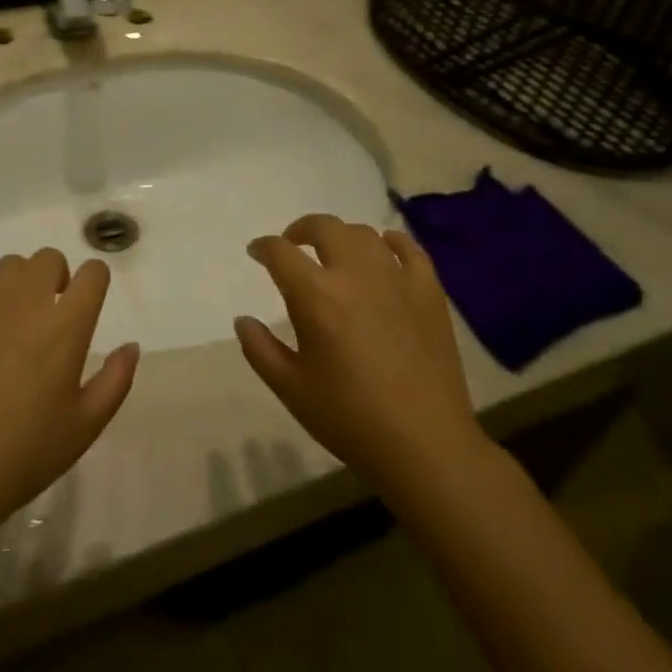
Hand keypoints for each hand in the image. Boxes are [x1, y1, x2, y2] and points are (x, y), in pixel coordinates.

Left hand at [0, 250, 139, 534]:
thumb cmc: (24, 453)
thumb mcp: (85, 426)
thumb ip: (116, 380)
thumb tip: (131, 346)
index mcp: (66, 325)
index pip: (93, 273)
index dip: (95, 282)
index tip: (88, 303)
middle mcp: (26, 301)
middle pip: (49, 258)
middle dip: (56, 277)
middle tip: (50, 314)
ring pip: (8, 264)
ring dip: (19, 282)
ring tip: (12, 317)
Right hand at [236, 215, 473, 494]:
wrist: (424, 444)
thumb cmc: (350, 418)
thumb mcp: (291, 389)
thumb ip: (259, 349)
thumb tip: (243, 320)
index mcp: (316, 296)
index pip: (280, 252)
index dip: (263, 247)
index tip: (257, 253)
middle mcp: (354, 274)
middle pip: (324, 227)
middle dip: (301, 229)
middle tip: (293, 245)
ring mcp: (396, 278)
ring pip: (364, 234)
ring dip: (341, 236)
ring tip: (335, 254)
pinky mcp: (429, 291)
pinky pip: (409, 248)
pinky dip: (391, 242)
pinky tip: (384, 250)